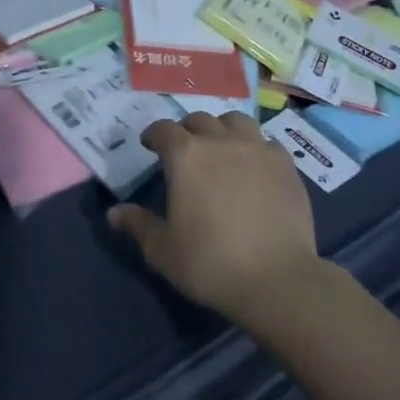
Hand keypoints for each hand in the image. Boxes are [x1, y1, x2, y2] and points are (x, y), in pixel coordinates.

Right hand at [107, 112, 322, 324]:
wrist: (277, 279)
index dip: (153, 135)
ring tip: (220, 147)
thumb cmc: (211, 264)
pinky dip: (255, 146)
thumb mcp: (163, 251)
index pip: (163, 130)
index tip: (149, 145)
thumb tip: (114, 213)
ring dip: (222, 129)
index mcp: (185, 156)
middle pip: (199, 120)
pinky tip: (254, 165)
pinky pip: (266, 142)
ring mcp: (257, 149)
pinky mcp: (285, 164)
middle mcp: (220, 141)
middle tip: (184, 150)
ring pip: (235, 121)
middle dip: (186, 130)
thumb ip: (138, 225)